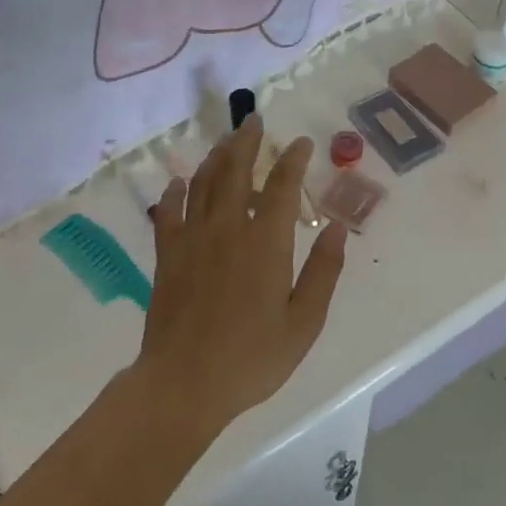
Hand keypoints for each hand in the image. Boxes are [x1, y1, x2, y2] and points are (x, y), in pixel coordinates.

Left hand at [138, 116, 348, 437]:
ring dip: (217, 157)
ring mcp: (193, 239)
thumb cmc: (252, 357)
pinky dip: (176, 192)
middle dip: (247, 141)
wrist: (184, 384)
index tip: (302, 143)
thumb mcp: (305, 322)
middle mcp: (228, 228)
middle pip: (236, 171)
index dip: (293, 159)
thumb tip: (338, 228)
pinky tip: (180, 182)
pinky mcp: (167, 256)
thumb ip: (324, 271)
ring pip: (204, 183)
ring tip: (227, 141)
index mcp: (265, 242)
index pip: (282, 186)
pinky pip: (169, 212)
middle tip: (254, 120)